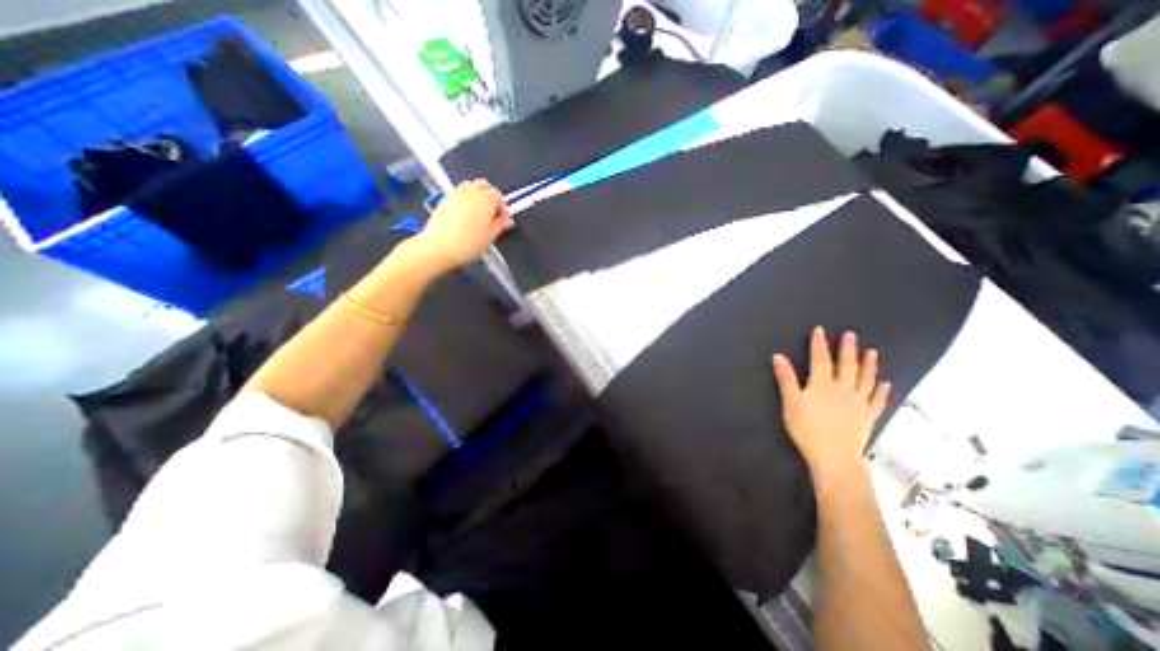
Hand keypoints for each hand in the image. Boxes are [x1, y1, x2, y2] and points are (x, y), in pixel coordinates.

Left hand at [409, 177, 513, 273]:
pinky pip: (458, 193)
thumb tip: (508, 220)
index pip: (499, 197)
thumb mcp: (489, 237)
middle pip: (484, 185)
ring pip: (470, 186)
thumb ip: (500, 225)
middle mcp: (470, 192)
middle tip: (492, 212)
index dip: (503, 208)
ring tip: (478, 212)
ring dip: (477, 195)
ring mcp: (455, 194)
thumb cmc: (466, 244)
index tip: (503, 220)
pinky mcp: (444, 200)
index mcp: (485, 200)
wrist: (438, 247)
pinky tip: (465, 215)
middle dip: (490, 196)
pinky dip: (465, 199)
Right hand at [773, 325, 890, 482]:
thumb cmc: (807, 429)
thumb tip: (778, 356)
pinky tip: (885, 383)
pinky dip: (881, 391)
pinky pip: (877, 400)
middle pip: (847, 365)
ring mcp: (858, 403)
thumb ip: (786, 379)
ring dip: (869, 365)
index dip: (819, 344)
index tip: (820, 330)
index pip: (820, 359)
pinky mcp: (868, 417)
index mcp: (822, 385)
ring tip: (872, 352)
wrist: (834, 457)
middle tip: (851, 335)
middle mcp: (843, 389)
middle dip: (847, 349)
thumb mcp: (791, 403)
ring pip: (865, 379)